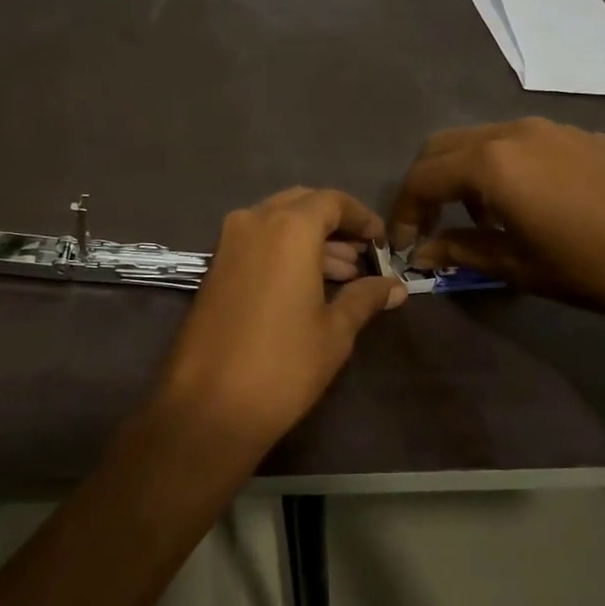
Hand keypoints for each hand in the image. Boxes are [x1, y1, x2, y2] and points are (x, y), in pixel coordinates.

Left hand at [159, 188, 405, 452]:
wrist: (209, 404)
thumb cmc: (283, 364)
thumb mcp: (335, 331)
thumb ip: (365, 298)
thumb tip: (395, 287)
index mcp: (288, 227)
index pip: (332, 201)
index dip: (362, 217)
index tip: (382, 241)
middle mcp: (254, 221)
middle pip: (302, 205)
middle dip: (334, 226)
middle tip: (363, 258)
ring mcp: (228, 243)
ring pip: (277, 223)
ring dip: (310, 240)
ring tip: (344, 277)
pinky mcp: (214, 267)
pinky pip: (256, 242)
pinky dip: (284, 252)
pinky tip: (308, 286)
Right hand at [391, 119, 604, 327]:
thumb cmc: (598, 268)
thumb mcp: (522, 267)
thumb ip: (463, 252)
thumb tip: (424, 253)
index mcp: (491, 163)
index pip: (423, 178)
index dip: (404, 212)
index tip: (403, 245)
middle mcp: (513, 132)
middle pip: (443, 147)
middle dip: (425, 184)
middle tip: (427, 225)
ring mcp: (551, 127)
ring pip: (481, 139)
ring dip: (462, 173)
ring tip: (477, 219)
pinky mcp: (582, 134)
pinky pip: (519, 142)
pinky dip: (499, 166)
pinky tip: (525, 204)